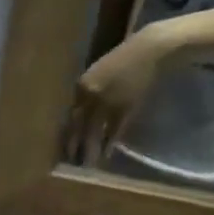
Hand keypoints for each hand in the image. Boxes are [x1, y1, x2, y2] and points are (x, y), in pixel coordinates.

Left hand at [75, 24, 178, 157]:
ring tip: (87, 164)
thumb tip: (79, 115)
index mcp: (80, 87)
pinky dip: (109, 143)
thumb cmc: (123, 61)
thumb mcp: (97, 74)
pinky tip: (107, 154)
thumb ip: (86, 93)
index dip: (68, 132)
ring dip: (90, 149)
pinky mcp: (125, 107)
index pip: (71, 115)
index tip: (65, 146)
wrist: (148, 50)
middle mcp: (90, 96)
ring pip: (94, 131)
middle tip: (71, 161)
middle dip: (74, 145)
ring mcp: (107, 102)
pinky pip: (113, 130)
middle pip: (78, 125)